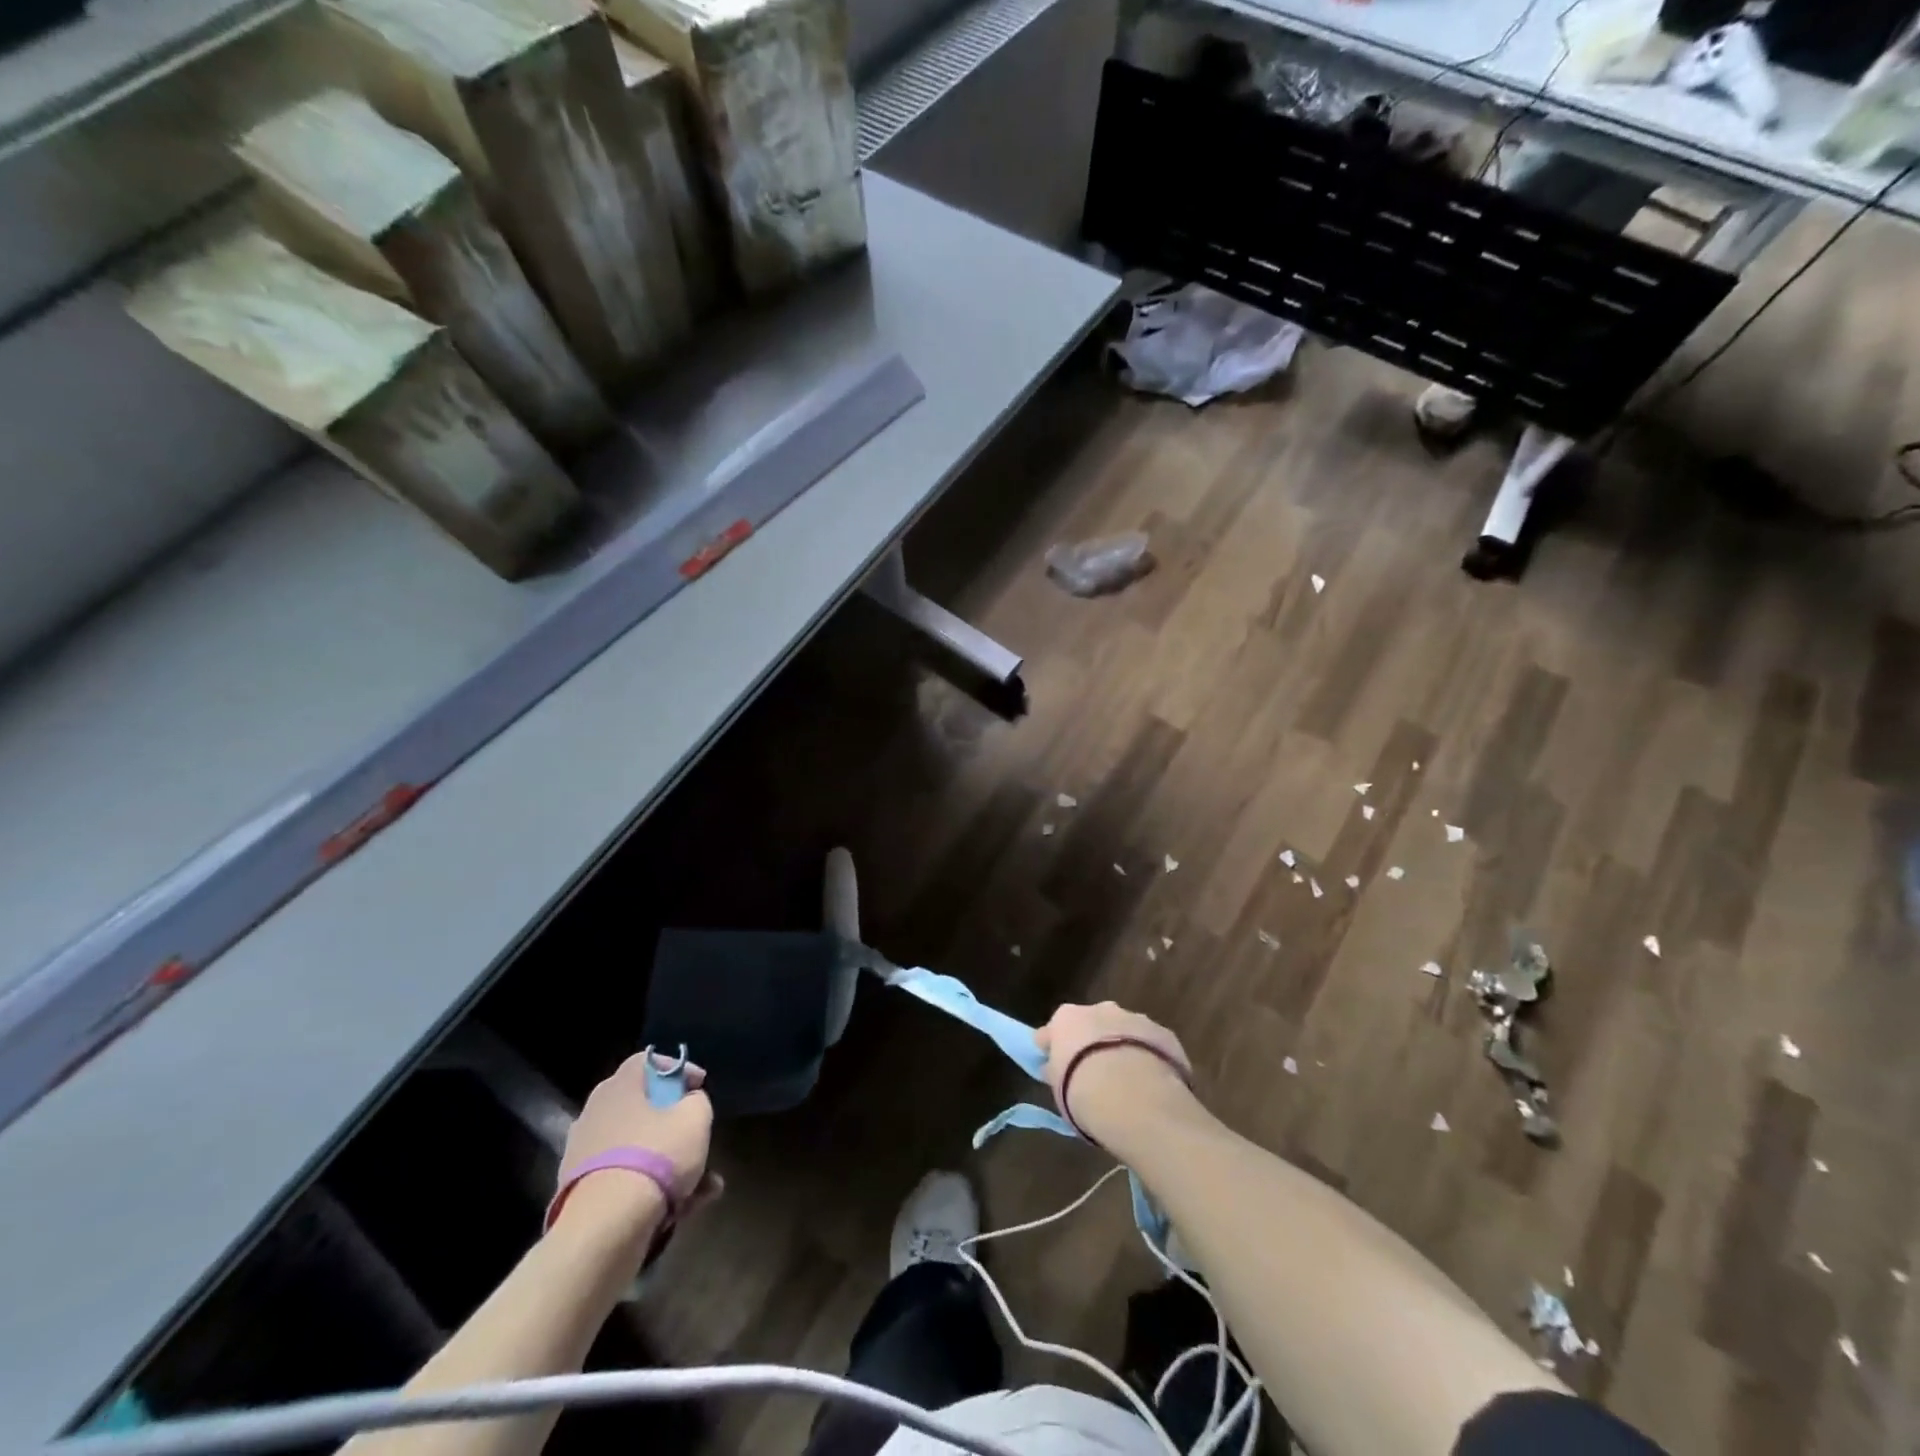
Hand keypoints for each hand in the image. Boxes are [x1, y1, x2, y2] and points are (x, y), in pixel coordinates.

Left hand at [560, 1052, 718, 1213]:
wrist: (605, 1227)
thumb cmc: (656, 1156)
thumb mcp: (695, 1118)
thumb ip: (696, 1101)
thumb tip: (688, 1102)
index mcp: (619, 1086)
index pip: (647, 1061)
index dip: (677, 1068)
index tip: (700, 1086)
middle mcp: (595, 1113)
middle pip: (642, 1108)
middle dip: (675, 1123)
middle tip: (698, 1134)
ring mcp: (583, 1155)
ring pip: (637, 1149)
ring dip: (670, 1162)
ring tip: (706, 1184)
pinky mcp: (580, 1193)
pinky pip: (625, 1179)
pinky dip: (651, 1188)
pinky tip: (683, 1209)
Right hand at [1035, 1002, 1193, 1147]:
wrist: (1134, 1096)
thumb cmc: (1083, 1092)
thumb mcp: (1058, 1089)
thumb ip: (1056, 1072)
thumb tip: (1053, 1068)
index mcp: (1066, 1018)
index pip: (1051, 1031)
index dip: (1053, 1050)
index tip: (1055, 1070)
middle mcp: (1099, 1009)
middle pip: (1091, 1024)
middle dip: (1091, 1043)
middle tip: (1094, 1074)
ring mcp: (1133, 1017)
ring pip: (1123, 1031)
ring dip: (1122, 1048)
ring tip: (1127, 1083)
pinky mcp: (1164, 1033)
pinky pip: (1151, 1044)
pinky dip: (1148, 1058)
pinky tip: (1151, 1083)